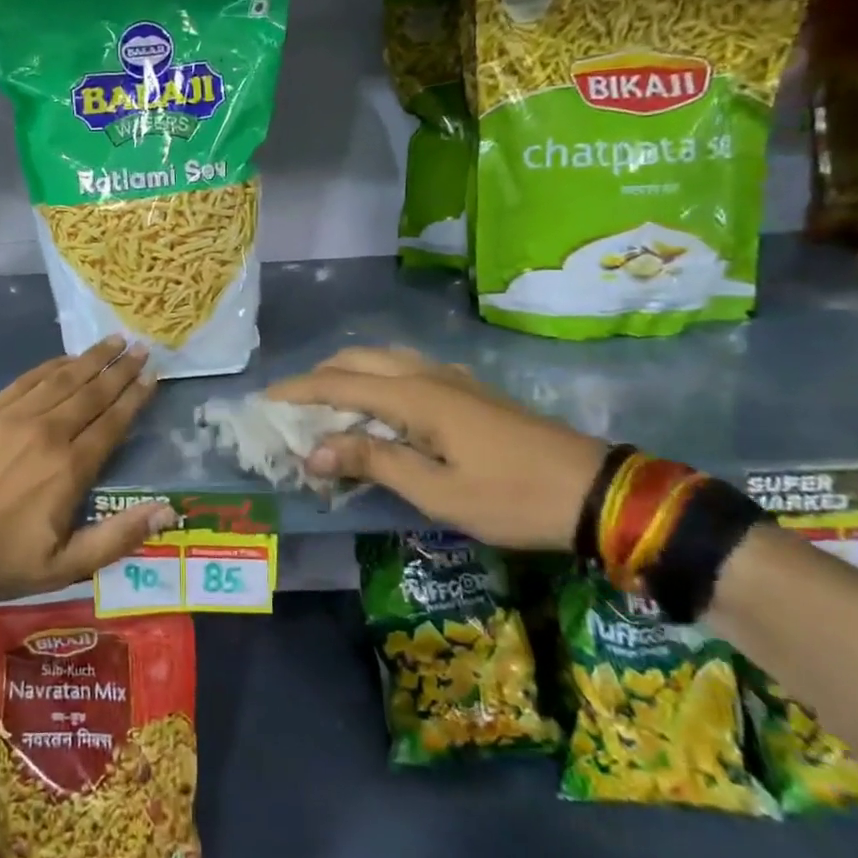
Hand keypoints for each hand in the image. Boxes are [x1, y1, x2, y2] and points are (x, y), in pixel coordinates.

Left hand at [0, 337, 174, 602]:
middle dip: (120, 369)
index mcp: (70, 468)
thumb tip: (168, 511)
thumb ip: (118, 537)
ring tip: (113, 341)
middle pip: (92, 392)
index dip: (135, 397)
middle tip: (141, 347)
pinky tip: (65, 358)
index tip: (152, 375)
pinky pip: (26, 380)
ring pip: (62, 379)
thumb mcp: (64, 567)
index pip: (112, 422)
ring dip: (91, 359)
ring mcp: (14, 417)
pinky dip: (50, 366)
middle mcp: (48, 432)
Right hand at [266, 346, 607, 549]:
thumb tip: (312, 451)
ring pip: (384, 360)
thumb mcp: (437, 492)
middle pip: (358, 359)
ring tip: (329, 406)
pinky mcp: (468, 390)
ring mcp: (451, 378)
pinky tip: (380, 408)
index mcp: (415, 396)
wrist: (593, 491)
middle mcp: (427, 375)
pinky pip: (406, 371)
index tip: (264, 400)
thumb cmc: (511, 497)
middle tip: (293, 407)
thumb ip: (372, 462)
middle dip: (319, 377)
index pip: (339, 383)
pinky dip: (377, 380)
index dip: (298, 390)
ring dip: (349, 375)